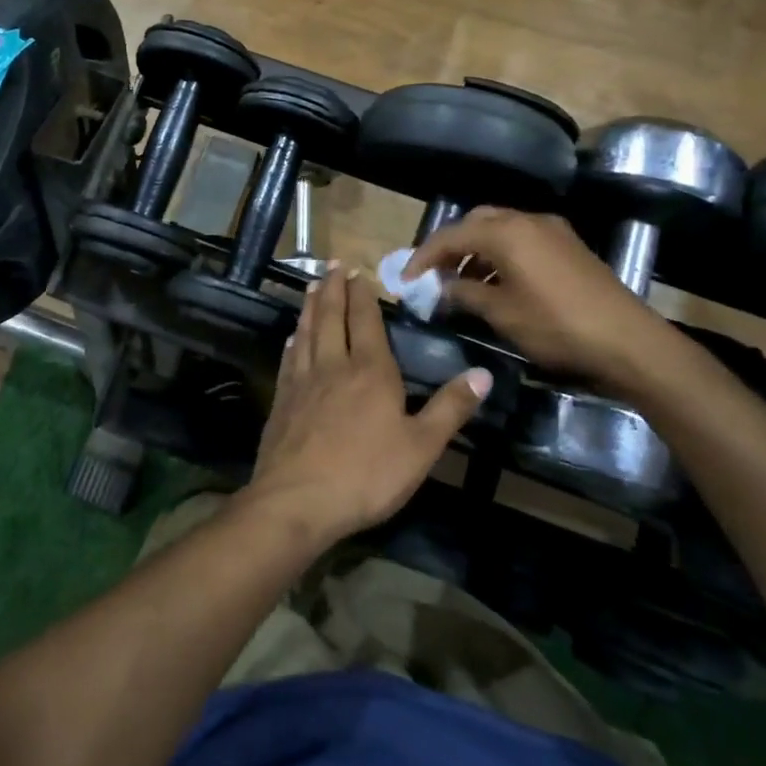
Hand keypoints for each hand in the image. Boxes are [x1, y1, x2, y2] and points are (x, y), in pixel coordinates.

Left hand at [243, 265, 491, 546]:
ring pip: (307, 332)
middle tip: (332, 265)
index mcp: (370, 371)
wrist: (298, 500)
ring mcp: (303, 382)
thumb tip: (483, 373)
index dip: (362, 295)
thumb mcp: (422, 446)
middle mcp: (334, 365)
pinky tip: (292, 337)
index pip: (366, 321)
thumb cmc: (367, 474)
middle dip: (333, 289)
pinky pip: (289, 359)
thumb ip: (450, 408)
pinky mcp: (282, 401)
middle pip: (331, 317)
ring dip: (310, 306)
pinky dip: (293, 341)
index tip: (357, 271)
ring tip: (311, 286)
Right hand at [404, 208, 677, 398]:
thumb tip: (442, 288)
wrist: (628, 341)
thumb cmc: (556, 326)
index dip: (423, 257)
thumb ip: (465, 294)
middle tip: (434, 275)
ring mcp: (552, 231)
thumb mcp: (502, 313)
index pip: (450, 236)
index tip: (405, 280)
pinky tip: (498, 283)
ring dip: (477, 250)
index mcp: (506, 232)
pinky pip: (522, 239)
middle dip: (451, 246)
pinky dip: (501, 254)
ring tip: (462, 284)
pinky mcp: (569, 246)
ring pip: (501, 229)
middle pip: (476, 222)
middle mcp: (527, 220)